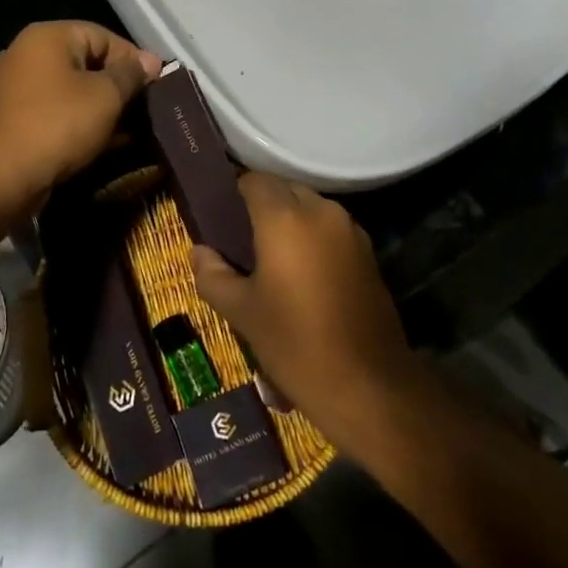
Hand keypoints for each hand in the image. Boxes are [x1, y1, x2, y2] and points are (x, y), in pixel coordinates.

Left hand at [0, 21, 161, 209]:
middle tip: (146, 108)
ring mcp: (18, 86)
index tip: (156, 85)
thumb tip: (152, 61)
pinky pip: (58, 110)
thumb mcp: (106, 96)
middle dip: (118, 85)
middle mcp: (28, 53)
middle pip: (87, 61)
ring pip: (73, 89)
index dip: (133, 59)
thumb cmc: (59, 124)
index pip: (103, 36)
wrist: (4, 176)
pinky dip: (81, 120)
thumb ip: (131, 74)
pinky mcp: (16, 117)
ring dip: (102, 106)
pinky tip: (105, 141)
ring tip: (131, 128)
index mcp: (48, 37)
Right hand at [192, 173, 418, 442]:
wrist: (369, 387)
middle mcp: (320, 212)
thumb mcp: (243, 313)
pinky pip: (331, 229)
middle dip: (263, 205)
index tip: (220, 216)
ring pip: (311, 207)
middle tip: (241, 238)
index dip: (234, 193)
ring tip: (271, 256)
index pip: (254, 180)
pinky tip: (302, 272)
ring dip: (290, 219)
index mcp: (285, 218)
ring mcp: (350, 230)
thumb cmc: (296, 345)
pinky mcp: (368, 253)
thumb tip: (198, 252)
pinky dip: (313, 236)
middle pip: (285, 189)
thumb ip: (213, 275)